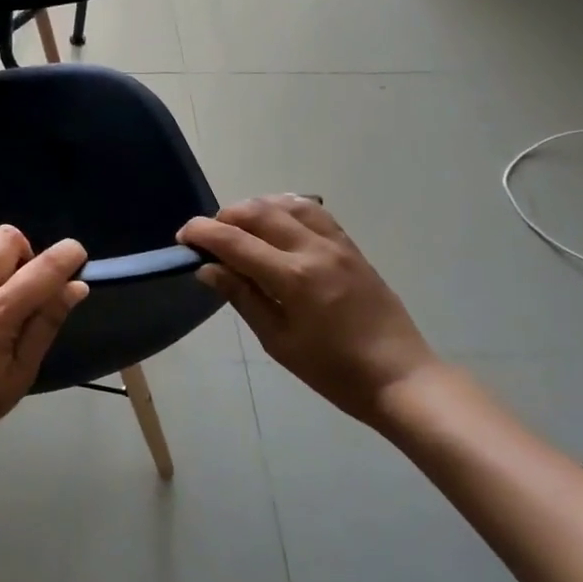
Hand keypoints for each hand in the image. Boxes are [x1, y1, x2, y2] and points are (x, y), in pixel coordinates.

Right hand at [179, 196, 440, 423]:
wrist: (400, 377)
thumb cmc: (333, 371)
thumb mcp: (279, 341)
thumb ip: (243, 297)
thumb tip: (208, 268)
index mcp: (292, 278)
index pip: (235, 241)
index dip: (202, 233)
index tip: (182, 236)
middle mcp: (313, 250)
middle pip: (258, 212)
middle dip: (224, 216)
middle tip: (208, 237)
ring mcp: (336, 244)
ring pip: (286, 204)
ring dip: (255, 207)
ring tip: (238, 227)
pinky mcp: (351, 247)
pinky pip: (314, 212)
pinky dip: (286, 207)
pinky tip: (275, 219)